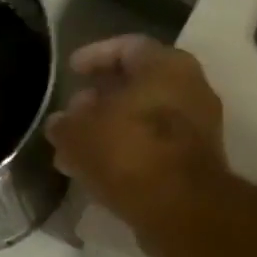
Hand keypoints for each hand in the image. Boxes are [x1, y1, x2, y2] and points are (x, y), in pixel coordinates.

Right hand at [44, 36, 231, 251]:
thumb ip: (64, 124)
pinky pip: (153, 147)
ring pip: (143, 120)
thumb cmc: (129, 154)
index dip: (93, 56)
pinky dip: (126, 152)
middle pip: (137, 85)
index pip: (126, 47)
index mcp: (166, 66)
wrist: (181, 209)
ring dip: (109, 130)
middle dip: (100, 99)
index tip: (71, 70)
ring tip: (76, 149)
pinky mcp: (194, 162)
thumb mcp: (79, 135)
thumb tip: (59, 124)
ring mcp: (197, 127)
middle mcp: (189, 89)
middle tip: (72, 114)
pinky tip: (98, 171)